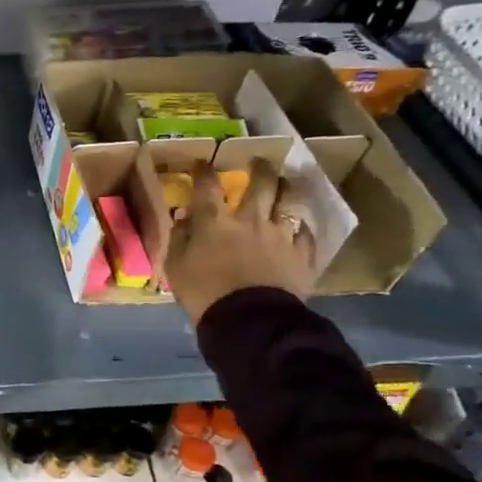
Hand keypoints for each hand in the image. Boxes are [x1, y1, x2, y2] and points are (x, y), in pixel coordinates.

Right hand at [164, 159, 316, 323]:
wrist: (249, 321)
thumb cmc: (204, 293)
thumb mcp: (176, 267)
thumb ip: (179, 239)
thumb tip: (183, 218)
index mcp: (214, 222)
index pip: (207, 186)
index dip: (203, 171)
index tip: (202, 163)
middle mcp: (249, 220)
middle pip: (260, 184)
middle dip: (260, 168)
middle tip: (260, 160)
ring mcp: (280, 235)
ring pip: (289, 202)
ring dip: (287, 190)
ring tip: (286, 185)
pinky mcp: (301, 255)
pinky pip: (305, 234)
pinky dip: (301, 228)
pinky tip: (299, 227)